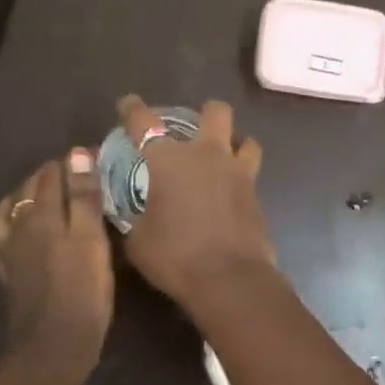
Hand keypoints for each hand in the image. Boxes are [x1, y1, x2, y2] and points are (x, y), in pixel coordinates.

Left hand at [0, 150, 113, 374]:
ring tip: (45, 192)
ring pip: (10, 208)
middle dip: (51, 174)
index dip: (72, 162)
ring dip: (26, 194)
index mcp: (44, 216)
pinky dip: (7, 220)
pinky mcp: (7, 272)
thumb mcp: (92, 242)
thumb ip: (84, 198)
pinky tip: (15, 224)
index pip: (53, 174)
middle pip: (30, 188)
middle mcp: (21, 226)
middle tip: (78, 173)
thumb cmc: (82, 295)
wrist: (52, 347)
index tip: (94, 158)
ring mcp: (10, 250)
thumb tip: (76, 153)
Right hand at [117, 95, 276, 306]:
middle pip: (215, 112)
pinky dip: (240, 177)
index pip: (143, 122)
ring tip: (222, 159)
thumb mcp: (137, 239)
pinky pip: (251, 174)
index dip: (132, 109)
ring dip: (234, 143)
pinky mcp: (256, 195)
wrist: (229, 280)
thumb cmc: (174, 257)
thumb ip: (133, 216)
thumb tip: (134, 211)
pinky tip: (229, 194)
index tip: (128, 104)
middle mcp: (206, 155)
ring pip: (246, 139)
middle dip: (205, 113)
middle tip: (193, 129)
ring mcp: (238, 173)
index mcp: (169, 160)